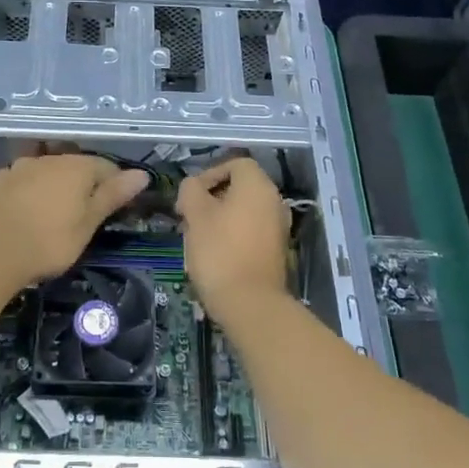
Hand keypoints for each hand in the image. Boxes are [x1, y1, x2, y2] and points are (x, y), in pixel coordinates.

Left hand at [0, 154, 149, 288]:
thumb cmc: (50, 241)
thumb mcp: (88, 223)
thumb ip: (113, 195)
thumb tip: (142, 173)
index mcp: (77, 166)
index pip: (106, 167)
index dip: (115, 185)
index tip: (116, 208)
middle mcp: (49, 159)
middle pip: (75, 166)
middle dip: (83, 184)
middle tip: (85, 214)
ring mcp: (19, 167)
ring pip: (46, 171)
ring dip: (54, 185)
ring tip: (54, 212)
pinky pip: (21, 181)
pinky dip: (29, 191)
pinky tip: (26, 211)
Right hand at [176, 156, 290, 323]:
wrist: (250, 304)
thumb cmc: (220, 251)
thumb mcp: (195, 215)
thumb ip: (191, 191)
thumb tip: (193, 186)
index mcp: (258, 186)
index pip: (235, 163)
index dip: (210, 173)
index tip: (190, 194)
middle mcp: (274, 201)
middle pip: (240, 187)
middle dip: (212, 198)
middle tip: (189, 216)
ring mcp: (279, 227)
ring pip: (244, 210)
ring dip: (220, 218)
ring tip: (197, 236)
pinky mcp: (277, 251)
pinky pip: (252, 231)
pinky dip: (234, 234)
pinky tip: (215, 254)